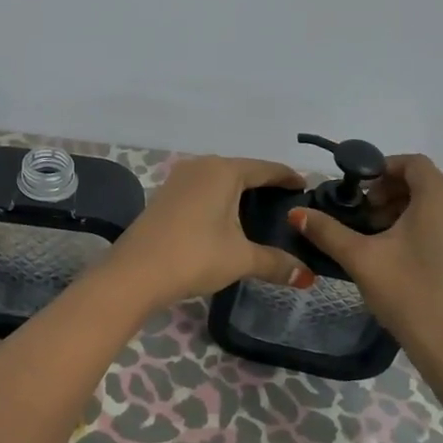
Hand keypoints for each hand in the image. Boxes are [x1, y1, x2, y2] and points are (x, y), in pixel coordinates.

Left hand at [104, 156, 314, 309]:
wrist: (135, 272)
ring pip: (219, 179)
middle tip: (287, 205)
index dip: (288, 177)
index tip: (306, 187)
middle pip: (242, 170)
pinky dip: (219, 200)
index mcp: (224, 171)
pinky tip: (226, 219)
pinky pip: (202, 190)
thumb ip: (276, 262)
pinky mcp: (165, 195)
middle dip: (264, 185)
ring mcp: (179, 179)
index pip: (266, 169)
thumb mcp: (241, 259)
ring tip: (260, 212)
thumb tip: (306, 276)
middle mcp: (201, 166)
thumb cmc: (195, 255)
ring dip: (239, 192)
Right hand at [290, 154, 442, 376]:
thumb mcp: (361, 258)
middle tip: (361, 215)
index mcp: (438, 200)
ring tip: (372, 235)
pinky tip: (392, 254)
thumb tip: (295, 212)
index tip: (357, 190)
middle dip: (387, 190)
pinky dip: (414, 225)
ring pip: (430, 204)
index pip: (413, 162)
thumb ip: (327, 231)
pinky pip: (439, 223)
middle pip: (421, 181)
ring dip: (399, 209)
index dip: (381, 167)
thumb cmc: (409, 293)